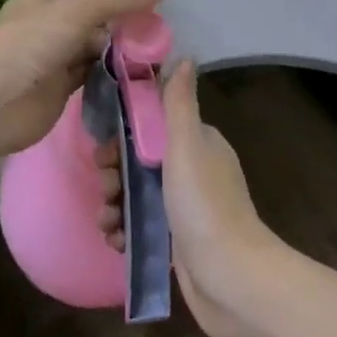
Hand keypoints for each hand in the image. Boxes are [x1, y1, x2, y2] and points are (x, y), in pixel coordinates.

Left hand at [0, 0, 168, 159]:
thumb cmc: (34, 39)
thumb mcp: (81, 8)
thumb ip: (123, 0)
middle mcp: (55, 19)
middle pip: (99, 17)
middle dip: (128, 23)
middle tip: (166, 32)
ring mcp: (58, 54)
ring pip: (100, 47)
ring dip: (125, 51)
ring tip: (163, 54)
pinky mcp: (64, 87)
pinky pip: (96, 74)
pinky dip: (115, 75)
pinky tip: (143, 76)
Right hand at [98, 59, 284, 336]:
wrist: (231, 280)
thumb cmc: (204, 205)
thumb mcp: (187, 146)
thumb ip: (179, 103)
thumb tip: (184, 55)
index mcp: (198, 143)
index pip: (153, 125)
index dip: (125, 133)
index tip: (104, 147)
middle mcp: (193, 169)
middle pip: (141, 160)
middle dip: (116, 173)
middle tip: (105, 188)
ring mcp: (186, 207)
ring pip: (139, 195)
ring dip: (116, 204)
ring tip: (105, 221)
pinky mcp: (179, 241)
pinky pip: (143, 226)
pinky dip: (126, 230)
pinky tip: (115, 241)